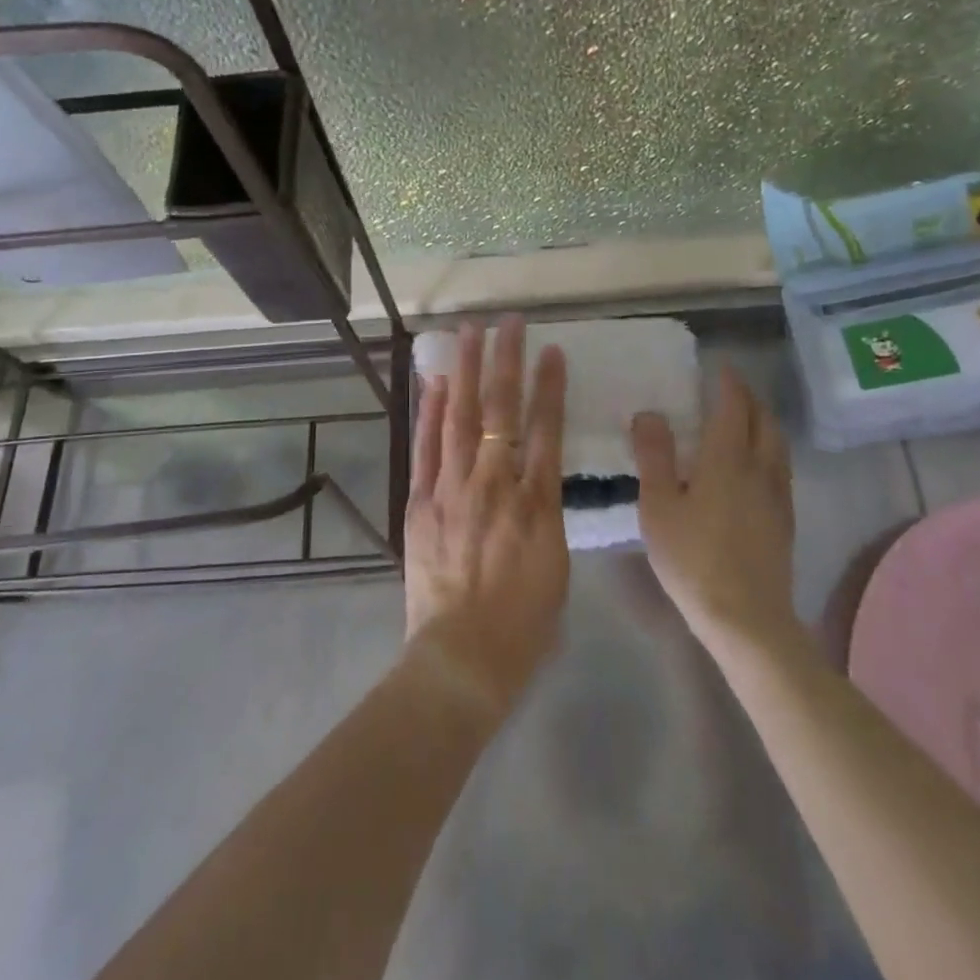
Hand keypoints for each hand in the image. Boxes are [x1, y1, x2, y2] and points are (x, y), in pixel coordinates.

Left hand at [404, 317, 568, 716]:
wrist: (463, 657)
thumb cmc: (524, 622)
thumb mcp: (557, 564)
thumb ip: (547, 511)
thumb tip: (538, 474)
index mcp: (538, 503)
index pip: (547, 429)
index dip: (550, 386)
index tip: (553, 350)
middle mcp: (495, 485)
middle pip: (502, 411)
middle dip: (506, 361)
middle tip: (507, 322)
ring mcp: (453, 490)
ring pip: (461, 418)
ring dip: (467, 371)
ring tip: (468, 333)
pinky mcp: (422, 503)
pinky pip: (427, 448)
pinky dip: (432, 412)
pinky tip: (438, 383)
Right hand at [630, 365, 796, 654]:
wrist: (746, 617)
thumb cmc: (693, 558)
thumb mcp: (659, 505)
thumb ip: (654, 455)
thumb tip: (650, 413)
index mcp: (728, 459)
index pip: (734, 406)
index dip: (729, 383)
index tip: (720, 366)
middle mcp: (760, 468)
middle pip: (764, 420)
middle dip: (749, 398)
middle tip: (730, 388)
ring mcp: (778, 496)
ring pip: (778, 444)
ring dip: (764, 421)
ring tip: (745, 419)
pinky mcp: (785, 520)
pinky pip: (781, 467)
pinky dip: (769, 449)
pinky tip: (755, 466)